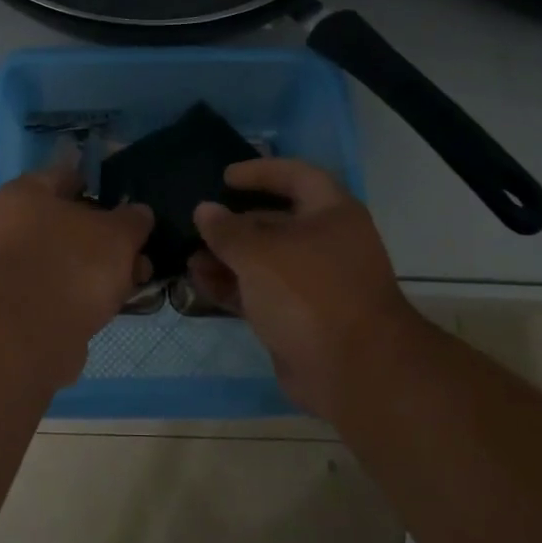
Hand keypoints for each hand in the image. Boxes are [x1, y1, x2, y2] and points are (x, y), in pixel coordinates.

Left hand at [0, 164, 154, 372]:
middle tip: (143, 246)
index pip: (69, 176)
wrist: (32, 335)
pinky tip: (119, 301)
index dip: (103, 185)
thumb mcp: (117, 233)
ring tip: (141, 278)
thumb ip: (133, 219)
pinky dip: (90, 292)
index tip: (132, 199)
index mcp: (26, 194)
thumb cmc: (73, 264)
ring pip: (72, 258)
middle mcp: (14, 226)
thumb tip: (138, 213)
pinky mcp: (26, 304)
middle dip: (111, 235)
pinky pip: (67, 288)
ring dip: (105, 267)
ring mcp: (18, 267)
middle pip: (72, 221)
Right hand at [190, 158, 414, 419]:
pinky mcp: (298, 316)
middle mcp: (326, 243)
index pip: (297, 176)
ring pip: (264, 261)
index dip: (261, 172)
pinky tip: (200, 283)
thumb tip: (204, 210)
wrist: (352, 370)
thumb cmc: (309, 293)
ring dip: (227, 258)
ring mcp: (313, 283)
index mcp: (332, 214)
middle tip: (197, 224)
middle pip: (275, 221)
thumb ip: (227, 230)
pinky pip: (260, 292)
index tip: (225, 177)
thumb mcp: (260, 254)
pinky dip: (232, 286)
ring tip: (189, 259)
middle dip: (234, 223)